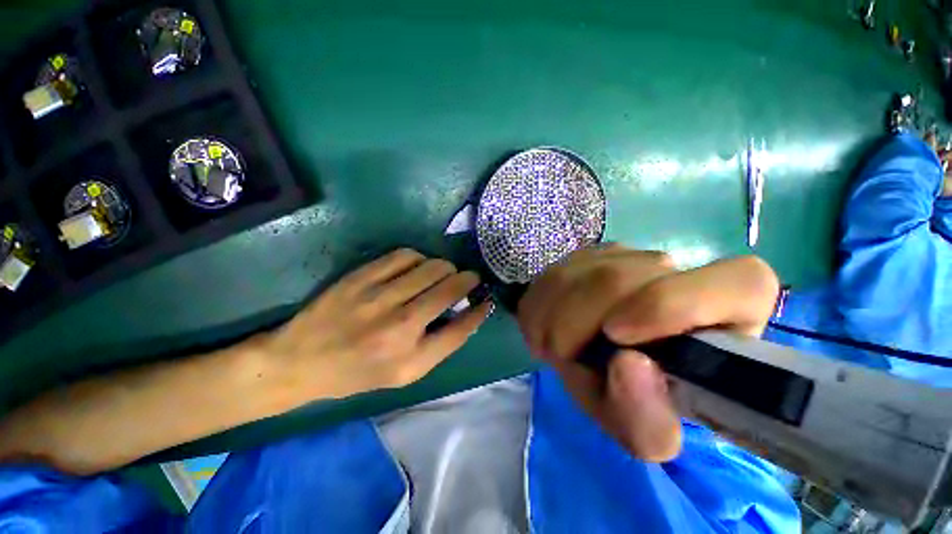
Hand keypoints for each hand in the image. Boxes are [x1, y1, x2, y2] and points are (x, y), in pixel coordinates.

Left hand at [262, 249, 491, 399]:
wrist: (300, 362)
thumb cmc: (357, 374)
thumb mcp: (404, 375)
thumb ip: (439, 346)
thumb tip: (468, 313)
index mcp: (411, 359)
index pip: (461, 328)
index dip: (479, 311)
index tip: (485, 299)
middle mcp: (399, 327)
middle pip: (450, 288)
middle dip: (467, 279)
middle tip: (467, 279)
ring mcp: (378, 297)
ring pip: (432, 267)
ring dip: (446, 267)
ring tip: (443, 273)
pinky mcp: (361, 277)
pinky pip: (405, 255)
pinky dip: (420, 258)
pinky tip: (417, 266)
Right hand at [518, 244, 778, 461]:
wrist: (590, 361)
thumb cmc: (629, 396)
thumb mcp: (639, 429)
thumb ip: (645, 419)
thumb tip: (628, 365)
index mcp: (725, 314)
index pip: (740, 282)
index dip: (673, 304)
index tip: (617, 336)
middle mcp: (677, 273)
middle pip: (621, 277)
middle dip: (579, 325)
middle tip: (568, 357)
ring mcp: (625, 256)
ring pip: (578, 273)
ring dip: (555, 318)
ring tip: (558, 345)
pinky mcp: (585, 256)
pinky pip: (553, 276)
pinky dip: (541, 307)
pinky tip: (549, 325)